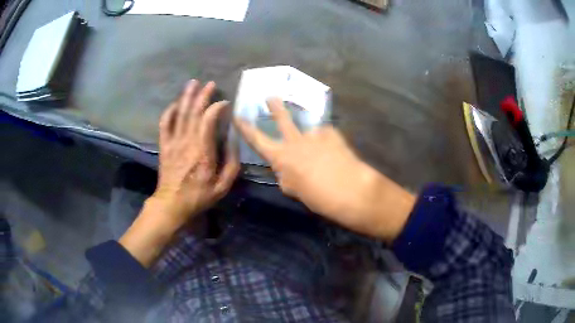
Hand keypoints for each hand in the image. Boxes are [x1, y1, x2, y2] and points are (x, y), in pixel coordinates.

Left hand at [120, 80, 238, 266]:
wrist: (172, 204)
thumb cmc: (198, 196)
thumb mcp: (222, 186)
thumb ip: (232, 163)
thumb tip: (233, 140)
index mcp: (203, 151)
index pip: (208, 120)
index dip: (217, 107)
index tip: (224, 103)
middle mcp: (187, 142)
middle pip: (193, 112)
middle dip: (202, 95)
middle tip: (210, 83)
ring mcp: (173, 143)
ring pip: (180, 114)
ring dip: (186, 97)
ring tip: (193, 83)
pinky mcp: (165, 146)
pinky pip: (165, 124)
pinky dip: (169, 112)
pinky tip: (174, 104)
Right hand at [234, 98, 414, 241]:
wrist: (350, 190)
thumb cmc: (318, 197)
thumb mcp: (294, 190)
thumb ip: (286, 176)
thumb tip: (286, 170)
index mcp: (281, 157)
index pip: (257, 140)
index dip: (245, 128)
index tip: (237, 116)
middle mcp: (295, 141)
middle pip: (282, 119)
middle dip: (275, 107)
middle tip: (271, 97)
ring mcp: (315, 134)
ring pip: (308, 128)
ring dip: (309, 133)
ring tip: (317, 143)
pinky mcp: (333, 134)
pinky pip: (325, 135)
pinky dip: (326, 142)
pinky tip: (334, 152)